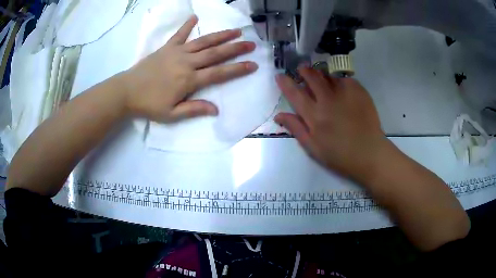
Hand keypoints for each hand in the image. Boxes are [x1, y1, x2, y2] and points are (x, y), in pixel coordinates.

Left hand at [121, 15, 257, 122]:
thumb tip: (216, 110)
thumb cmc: (149, 105)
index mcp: (189, 80)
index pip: (219, 73)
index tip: (253, 64)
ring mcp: (177, 53)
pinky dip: (187, 25)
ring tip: (236, 31)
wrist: (127, 91)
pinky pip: (179, 34)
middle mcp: (187, 63)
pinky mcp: (166, 48)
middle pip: (215, 54)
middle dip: (235, 49)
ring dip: (220, 35)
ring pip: (203, 42)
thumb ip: (194, 109)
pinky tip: (195, 17)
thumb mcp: (171, 114)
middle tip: (251, 44)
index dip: (237, 69)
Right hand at [275, 66, 386, 179]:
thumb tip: (278, 115)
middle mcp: (328, 100)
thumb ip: (296, 129)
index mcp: (315, 116)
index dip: (285, 83)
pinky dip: (339, 80)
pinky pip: (344, 79)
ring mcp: (345, 94)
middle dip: (304, 71)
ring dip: (321, 73)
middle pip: (312, 77)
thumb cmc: (340, 155)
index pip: (295, 94)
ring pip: (328, 75)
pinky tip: (339, 86)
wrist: (370, 153)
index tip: (280, 76)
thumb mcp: (313, 148)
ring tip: (320, 76)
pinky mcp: (359, 91)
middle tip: (302, 69)